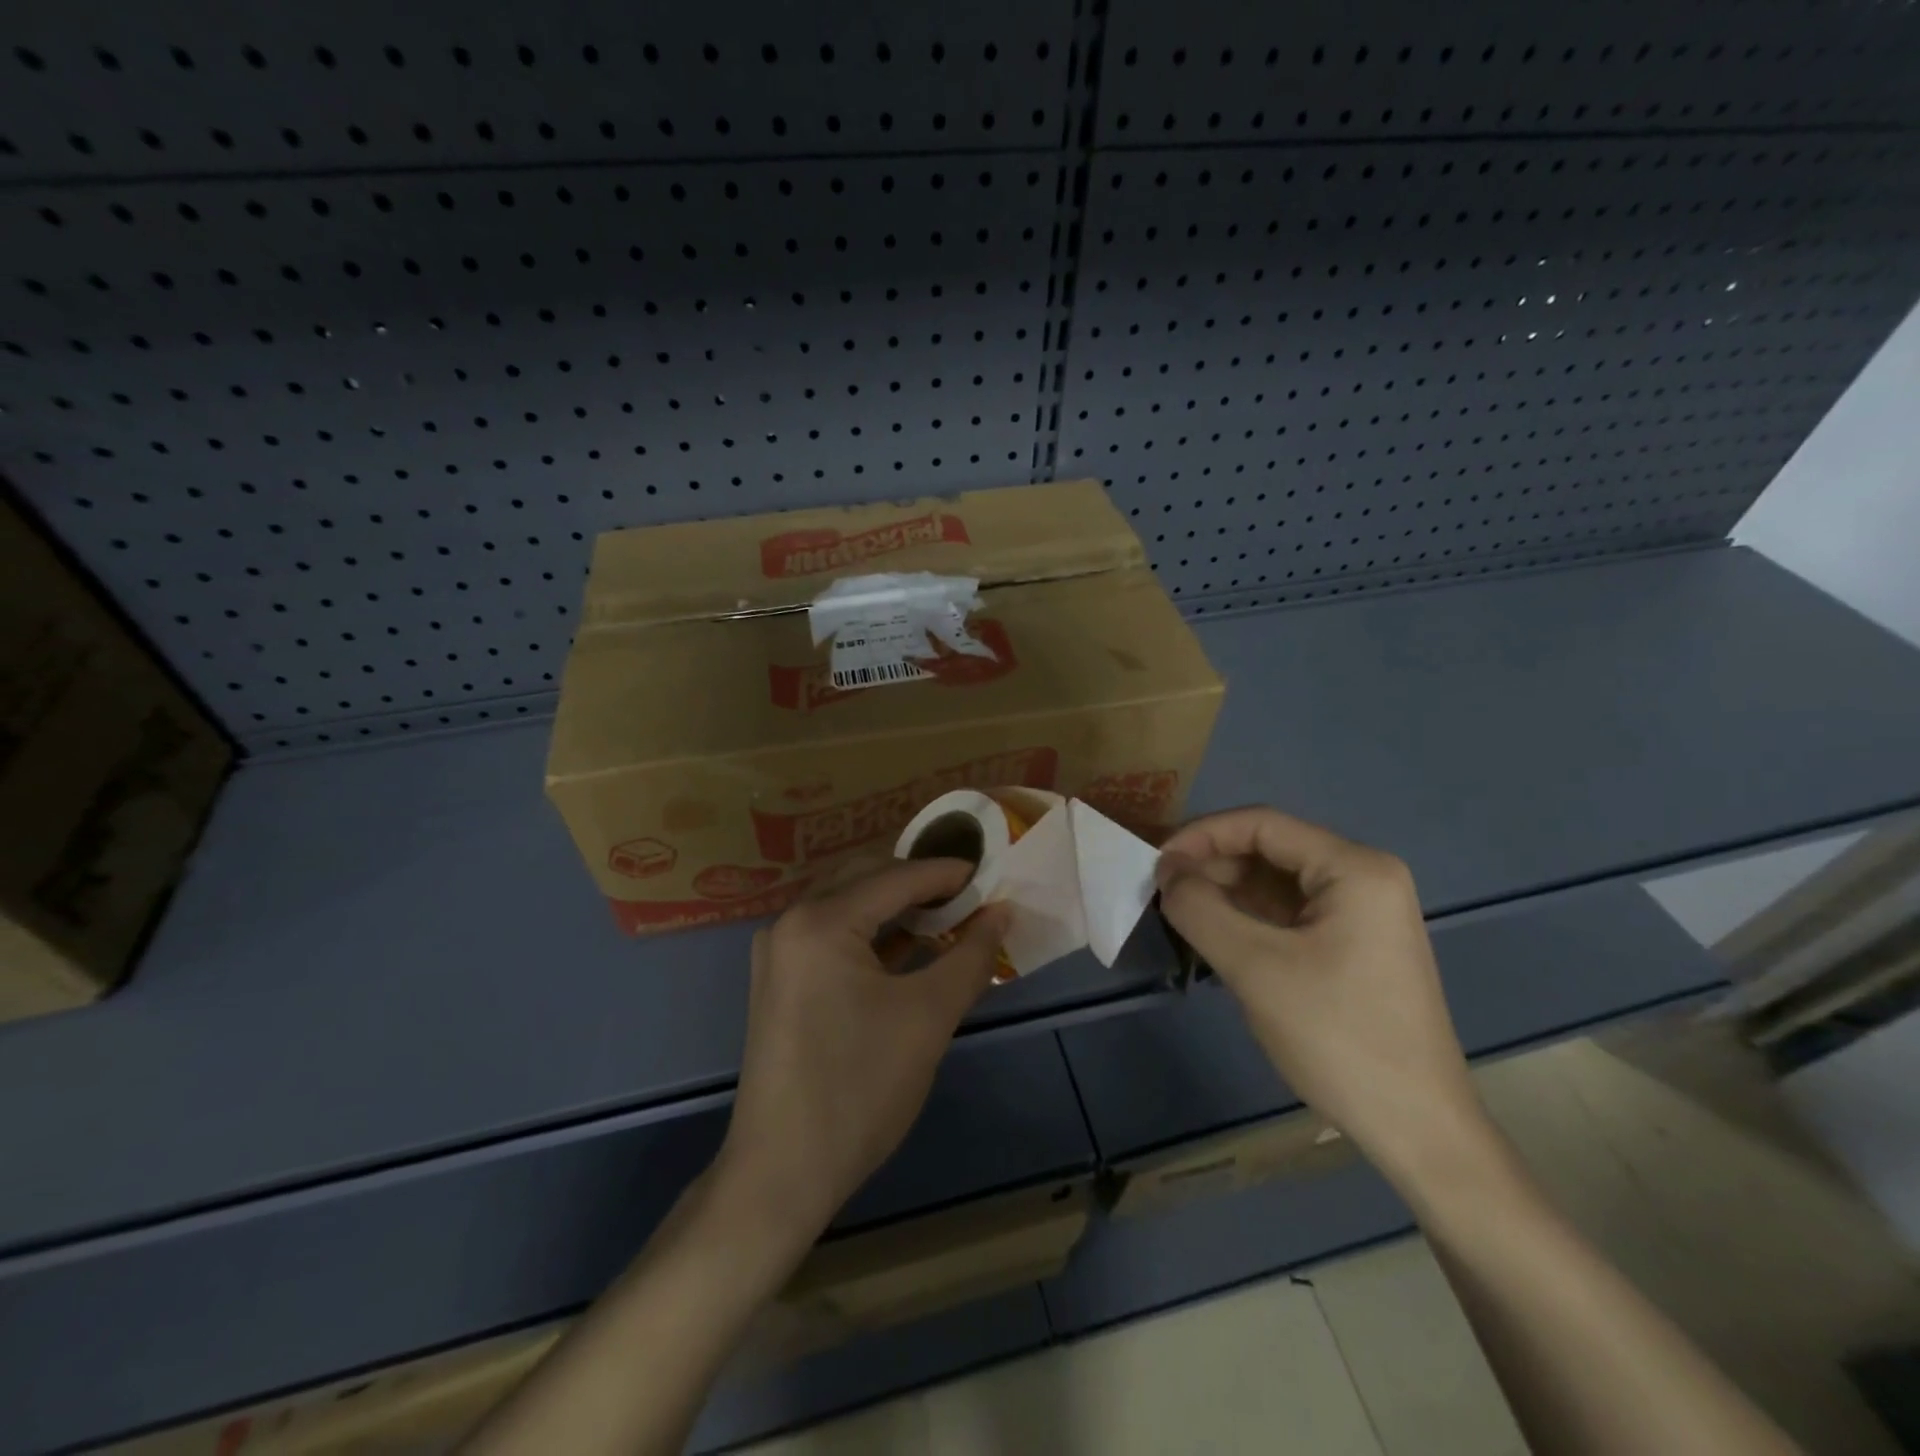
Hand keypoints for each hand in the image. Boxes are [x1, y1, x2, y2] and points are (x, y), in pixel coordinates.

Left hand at [715, 860, 1010, 1242]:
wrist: (782, 1173)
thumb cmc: (860, 1088)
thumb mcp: (928, 1016)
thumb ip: (971, 955)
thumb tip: (1002, 912)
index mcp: (820, 921)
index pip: (896, 877)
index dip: (947, 872)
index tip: (990, 872)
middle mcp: (791, 922)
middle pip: (865, 879)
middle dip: (919, 883)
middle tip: (969, 894)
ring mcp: (779, 952)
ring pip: (848, 906)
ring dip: (896, 907)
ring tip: (948, 917)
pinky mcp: (780, 981)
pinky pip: (832, 936)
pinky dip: (873, 935)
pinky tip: (909, 948)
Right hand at [1155, 807, 1486, 1181]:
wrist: (1416, 1128)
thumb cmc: (1337, 1036)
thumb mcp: (1255, 967)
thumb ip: (1200, 909)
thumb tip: (1167, 875)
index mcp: (1354, 868)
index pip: (1262, 825)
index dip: (1201, 835)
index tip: (1156, 863)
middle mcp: (1364, 878)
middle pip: (1270, 850)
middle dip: (1211, 866)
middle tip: (1161, 891)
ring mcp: (1362, 913)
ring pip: (1276, 883)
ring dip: (1225, 892)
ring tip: (1179, 913)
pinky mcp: (1353, 946)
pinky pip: (1289, 913)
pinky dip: (1247, 918)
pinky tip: (1213, 936)